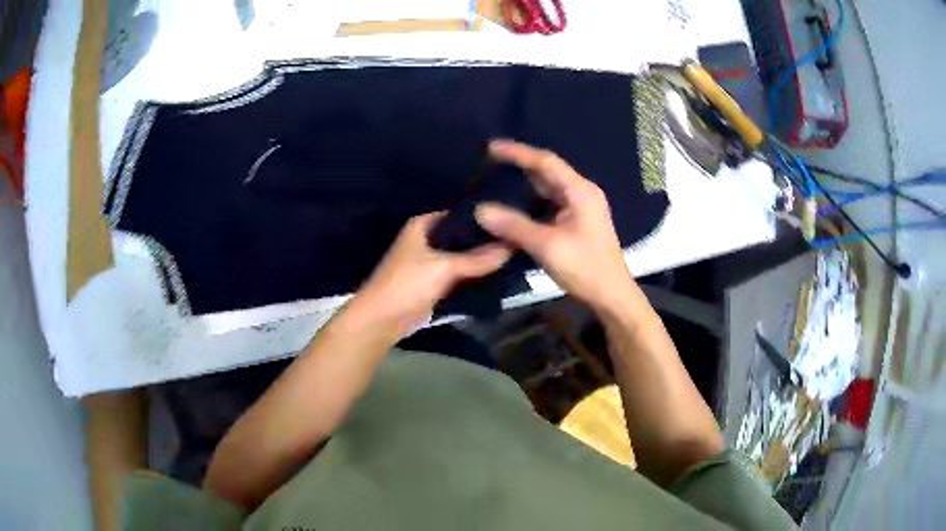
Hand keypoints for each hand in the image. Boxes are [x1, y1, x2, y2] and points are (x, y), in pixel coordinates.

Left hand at [355, 212, 510, 331]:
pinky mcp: (433, 282)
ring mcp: (430, 261)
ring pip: (462, 257)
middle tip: (518, 241)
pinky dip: (473, 275)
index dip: (485, 219)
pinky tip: (498, 275)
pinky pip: (459, 274)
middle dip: (486, 241)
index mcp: (424, 225)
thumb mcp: (444, 267)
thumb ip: (478, 258)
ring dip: (481, 260)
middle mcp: (427, 238)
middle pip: (463, 237)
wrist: (382, 320)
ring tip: (513, 256)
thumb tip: (511, 246)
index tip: (512, 222)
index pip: (461, 214)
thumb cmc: (407, 284)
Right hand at [475, 140, 633, 311]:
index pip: (546, 162)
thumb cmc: (585, 268)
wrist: (611, 295)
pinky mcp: (576, 222)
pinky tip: (513, 207)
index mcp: (580, 191)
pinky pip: (549, 204)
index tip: (491, 147)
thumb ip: (514, 225)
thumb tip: (480, 209)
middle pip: (547, 172)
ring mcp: (580, 208)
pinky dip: (530, 203)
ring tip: (496, 180)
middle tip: (489, 163)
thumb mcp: (547, 246)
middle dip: (519, 166)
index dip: (518, 152)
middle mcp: (582, 193)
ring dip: (524, 185)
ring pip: (547, 189)